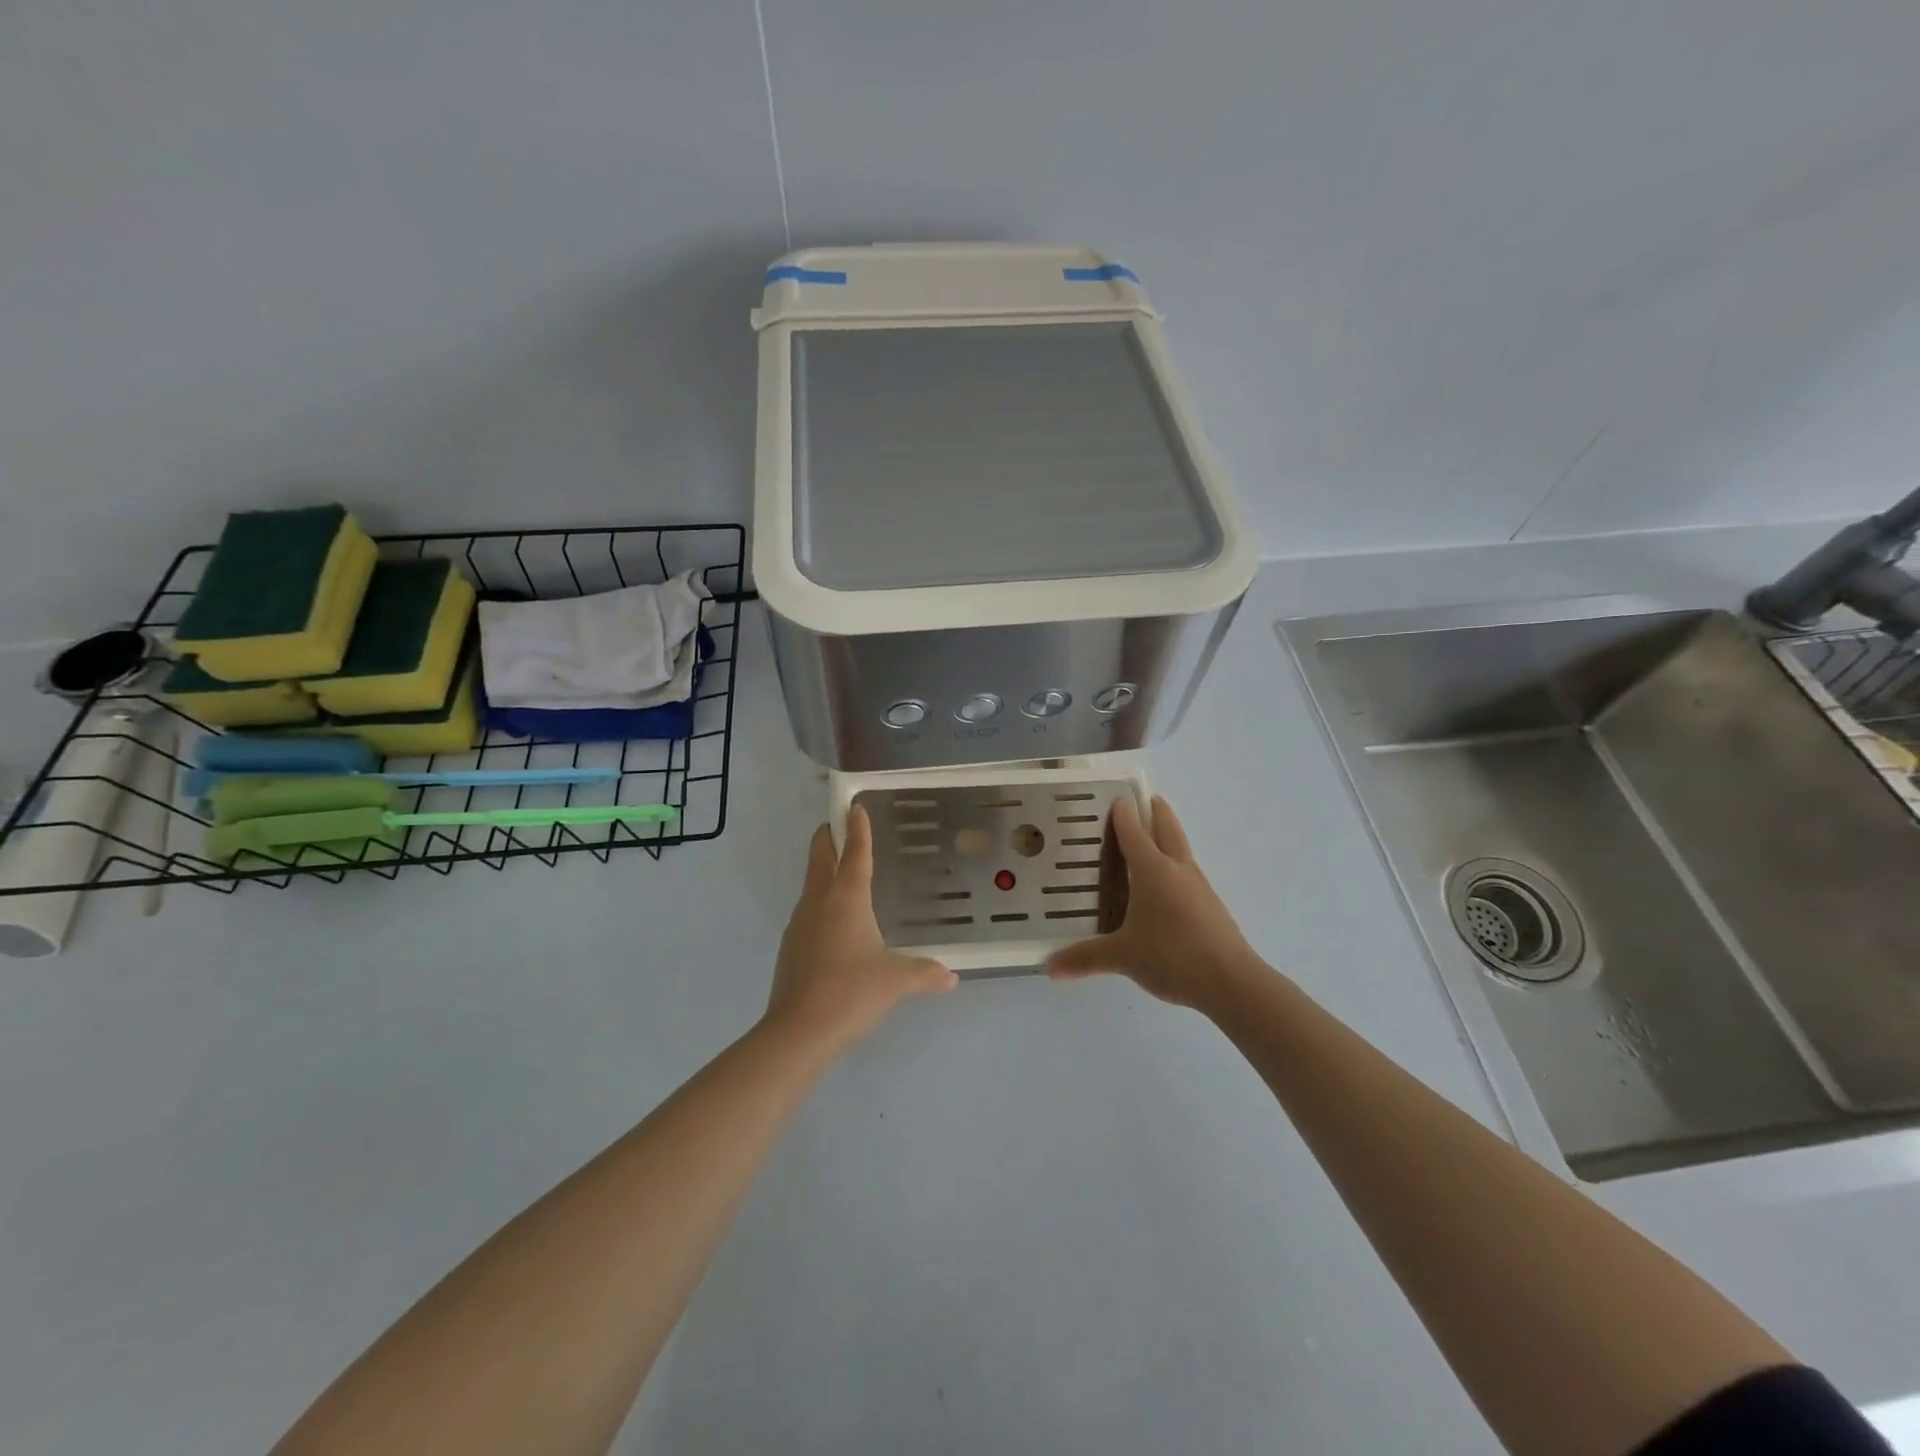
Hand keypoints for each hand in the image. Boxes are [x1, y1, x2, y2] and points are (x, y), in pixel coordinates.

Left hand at [766, 805, 958, 1055]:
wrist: (798, 1032)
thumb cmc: (851, 992)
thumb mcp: (896, 981)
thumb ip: (926, 973)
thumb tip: (951, 977)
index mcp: (846, 898)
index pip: (855, 852)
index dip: (858, 828)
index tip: (855, 805)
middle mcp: (819, 901)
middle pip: (821, 856)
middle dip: (829, 836)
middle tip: (840, 825)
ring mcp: (799, 923)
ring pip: (812, 883)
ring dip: (825, 870)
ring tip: (846, 874)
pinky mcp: (791, 946)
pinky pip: (809, 911)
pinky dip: (822, 903)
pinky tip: (837, 924)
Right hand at [1047, 795, 1265, 1012]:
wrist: (1231, 982)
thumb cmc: (1172, 956)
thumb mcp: (1123, 957)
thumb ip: (1086, 958)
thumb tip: (1051, 967)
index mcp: (1153, 870)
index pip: (1134, 833)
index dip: (1124, 814)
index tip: (1116, 798)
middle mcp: (1177, 870)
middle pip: (1168, 830)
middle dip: (1157, 812)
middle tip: (1146, 799)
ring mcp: (1199, 887)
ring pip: (1181, 850)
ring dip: (1168, 837)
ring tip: (1152, 839)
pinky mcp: (1211, 906)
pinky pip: (1188, 874)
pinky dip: (1175, 866)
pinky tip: (1166, 886)